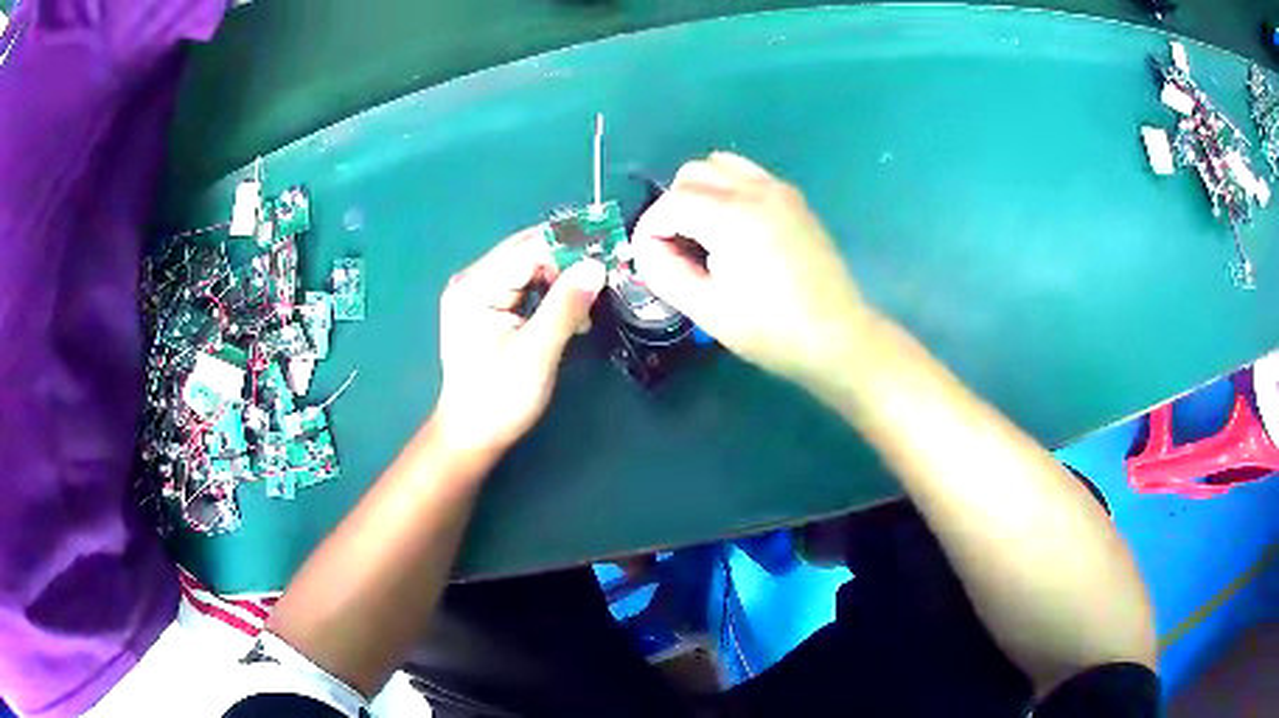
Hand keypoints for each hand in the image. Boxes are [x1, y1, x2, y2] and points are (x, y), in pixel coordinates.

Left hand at [433, 228, 604, 455]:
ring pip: (529, 269)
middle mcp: (472, 281)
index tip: (610, 254)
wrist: (472, 437)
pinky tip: (568, 315)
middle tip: (604, 281)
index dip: (570, 248)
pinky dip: (550, 295)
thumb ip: (566, 306)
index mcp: (475, 287)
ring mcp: (477, 294)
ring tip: (585, 310)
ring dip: (561, 281)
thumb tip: (597, 265)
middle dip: (568, 263)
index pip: (528, 249)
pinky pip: (524, 286)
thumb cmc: (499, 399)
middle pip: (527, 254)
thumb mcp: (536, 352)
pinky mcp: (486, 308)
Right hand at [632, 152, 871, 385]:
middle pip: (692, 173)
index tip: (648, 258)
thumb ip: (664, 272)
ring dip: (699, 190)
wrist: (836, 336)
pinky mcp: (794, 199)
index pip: (670, 203)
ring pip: (720, 164)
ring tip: (702, 232)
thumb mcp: (707, 309)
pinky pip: (748, 174)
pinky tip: (733, 228)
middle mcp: (754, 190)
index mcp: (731, 216)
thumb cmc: (771, 330)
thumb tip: (646, 248)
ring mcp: (779, 190)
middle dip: (672, 206)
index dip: (649, 229)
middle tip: (675, 248)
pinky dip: (728, 188)